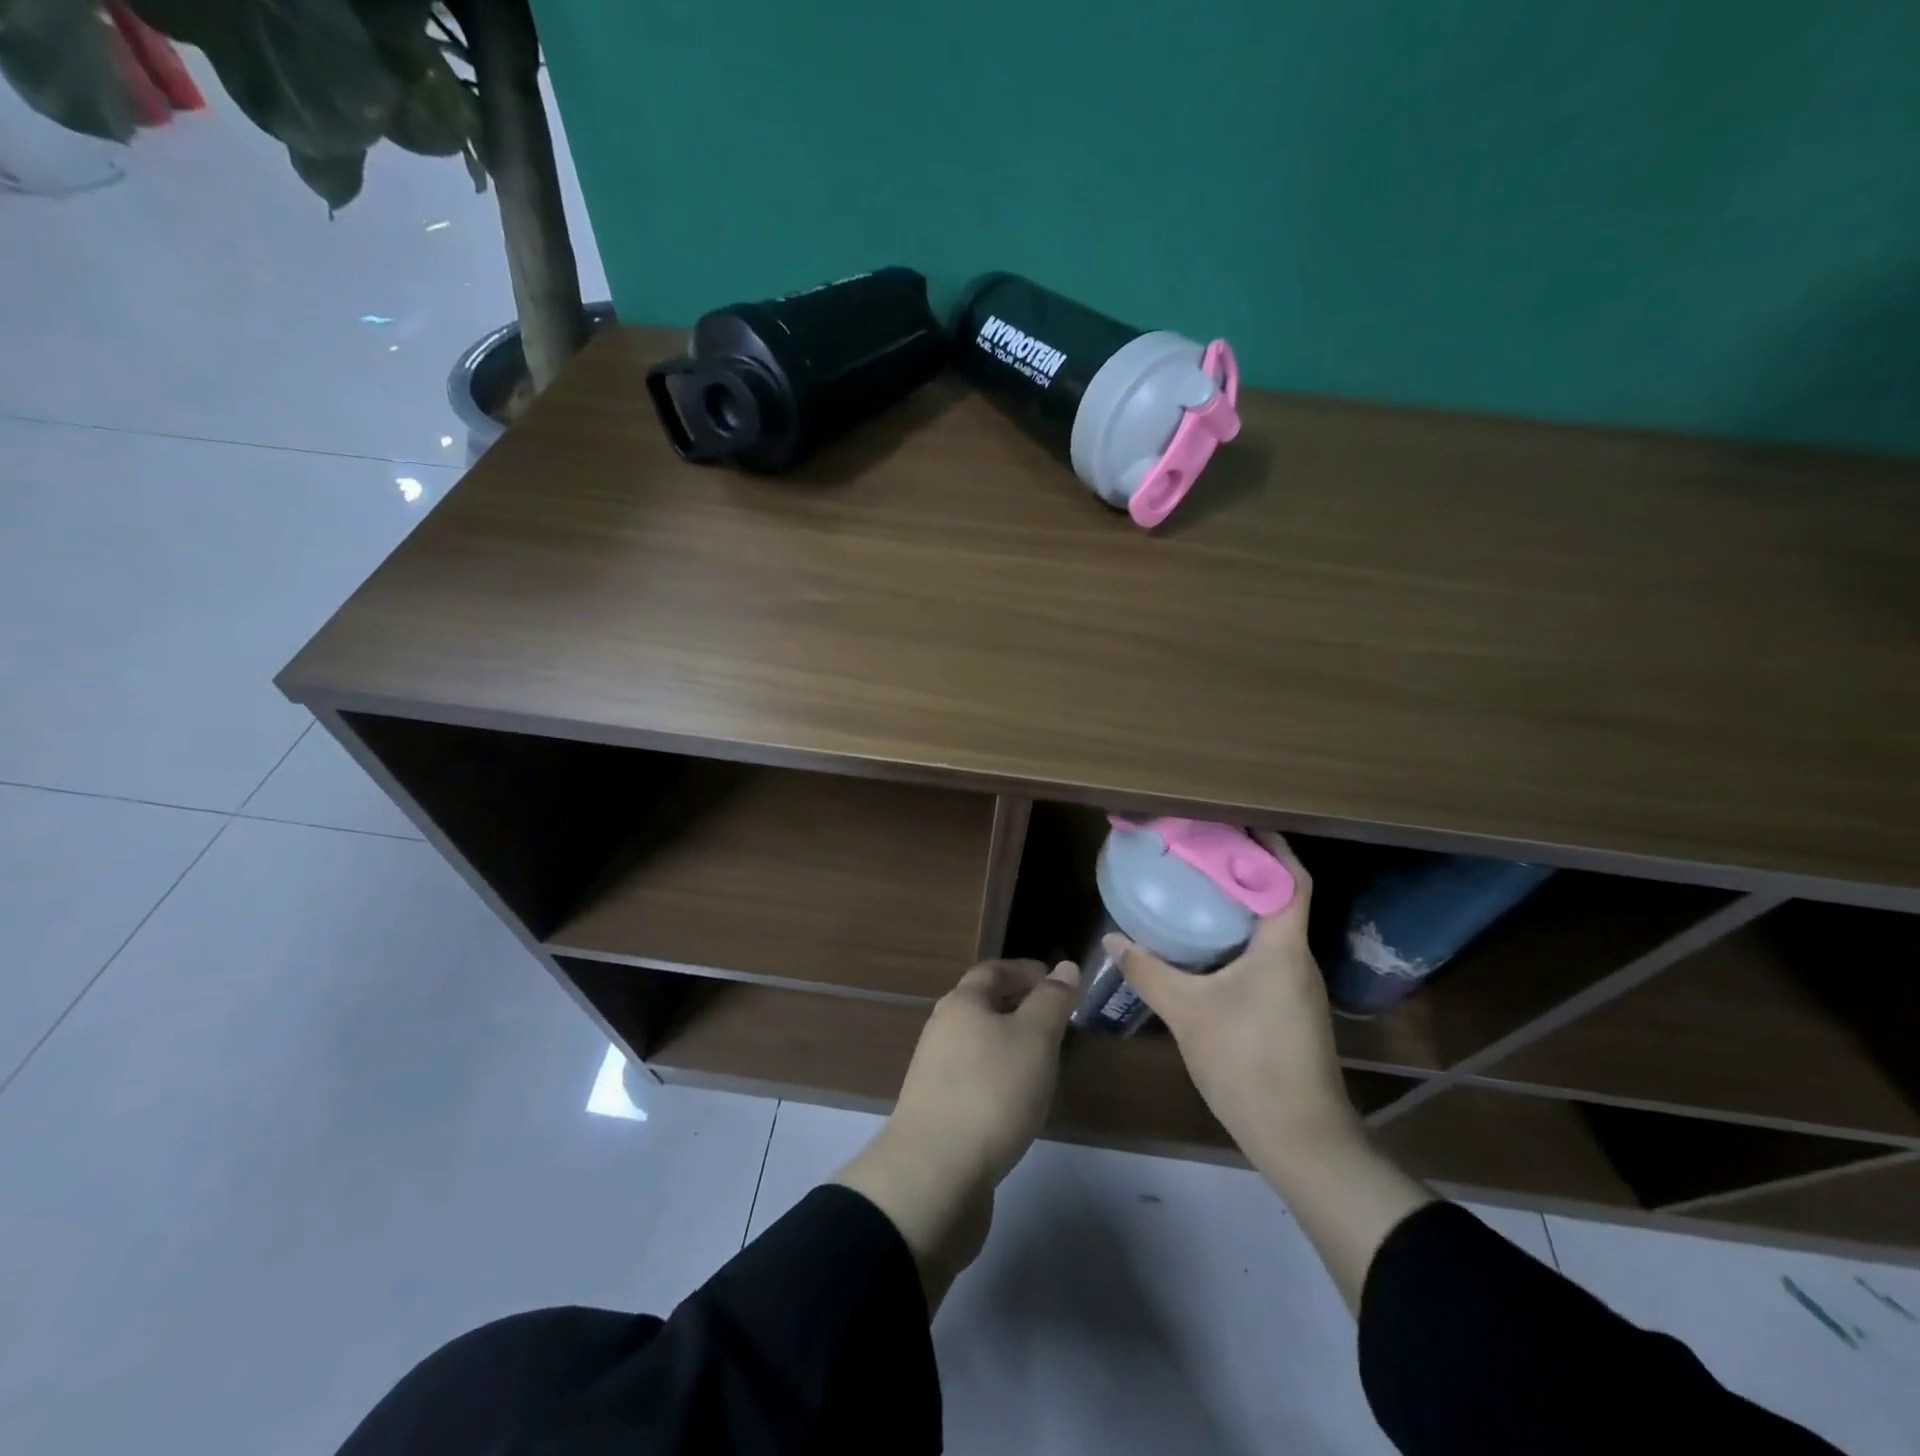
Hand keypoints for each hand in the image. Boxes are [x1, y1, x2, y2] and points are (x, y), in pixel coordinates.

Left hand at [835, 959, 1078, 1311]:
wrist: (934, 1174)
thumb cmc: (991, 1091)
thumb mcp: (1035, 1038)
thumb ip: (1052, 1001)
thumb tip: (1065, 966)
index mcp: (962, 1003)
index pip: (993, 970)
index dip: (1026, 970)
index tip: (1058, 981)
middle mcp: (943, 1029)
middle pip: (982, 1005)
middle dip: (1019, 1006)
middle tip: (1058, 1020)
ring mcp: (936, 1072)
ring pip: (979, 1042)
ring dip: (1010, 1043)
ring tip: (1045, 1059)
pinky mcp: (938, 1110)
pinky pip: (974, 1077)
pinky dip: (999, 1076)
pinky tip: (1019, 1099)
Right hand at [1107, 834, 1358, 1172]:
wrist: (1299, 1138)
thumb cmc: (1247, 1062)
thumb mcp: (1187, 1012)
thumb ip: (1149, 971)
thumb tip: (1112, 938)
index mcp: (1283, 947)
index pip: (1290, 879)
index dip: (1271, 846)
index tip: (1236, 823)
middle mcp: (1297, 959)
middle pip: (1280, 897)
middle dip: (1246, 869)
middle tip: (1201, 851)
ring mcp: (1297, 987)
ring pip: (1272, 928)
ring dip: (1242, 903)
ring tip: (1198, 888)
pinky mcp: (1290, 1010)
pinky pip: (1267, 954)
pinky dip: (1240, 936)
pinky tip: (1207, 945)